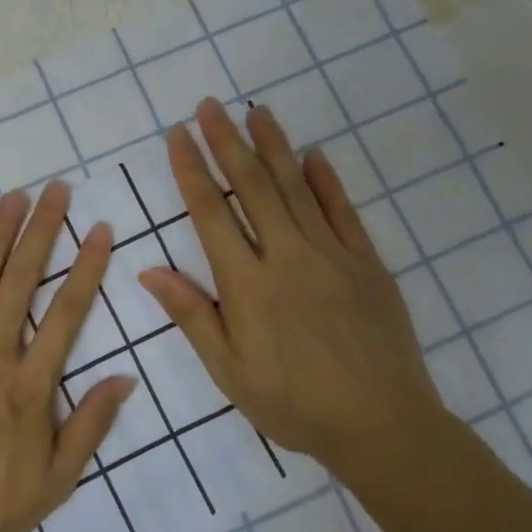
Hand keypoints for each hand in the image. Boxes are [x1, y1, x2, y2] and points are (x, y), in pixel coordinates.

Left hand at [0, 183, 134, 531]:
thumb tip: (125, 377)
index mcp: (30, 384)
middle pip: (22, 281)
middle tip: (56, 189)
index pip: (67, 312)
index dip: (87, 266)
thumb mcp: (55, 482)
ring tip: (13, 198)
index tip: (100, 228)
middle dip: (43, 230)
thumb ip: (90, 425)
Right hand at [138, 99, 445, 467]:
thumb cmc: (293, 404)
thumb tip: (149, 270)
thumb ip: (192, 314)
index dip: (191, 170)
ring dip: (274, 146)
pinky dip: (326, 181)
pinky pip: (343, 213)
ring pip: (296, 189)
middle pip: (252, 187)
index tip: (178, 135)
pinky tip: (314, 155)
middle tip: (210, 105)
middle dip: (227, 142)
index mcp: (248, 284)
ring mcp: (332, 256)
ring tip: (256, 111)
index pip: (211, 213)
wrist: (382, 425)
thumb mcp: (229, 370)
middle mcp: (287, 257)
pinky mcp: (367, 264)